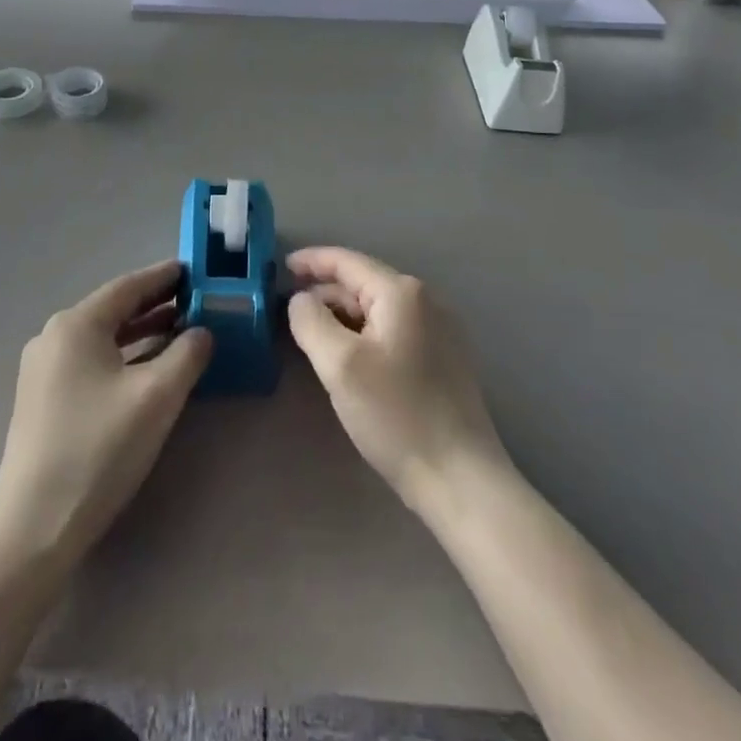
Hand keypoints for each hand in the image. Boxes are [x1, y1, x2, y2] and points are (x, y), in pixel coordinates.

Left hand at [0, 263, 210, 564]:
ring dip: (141, 332)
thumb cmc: (99, 449)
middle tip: (196, 299)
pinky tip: (147, 369)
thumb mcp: (157, 396)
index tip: (195, 270)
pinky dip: (123, 356)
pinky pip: (92, 361)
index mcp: (76, 324)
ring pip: (103, 338)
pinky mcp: (44, 400)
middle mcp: (54, 337)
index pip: (128, 286)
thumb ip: (187, 354)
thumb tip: (202, 331)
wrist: (34, 527)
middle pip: (114, 309)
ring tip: (180, 330)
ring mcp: (44, 370)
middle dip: (156, 304)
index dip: (164, 277)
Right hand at [287, 247, 511, 521]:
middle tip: (289, 312)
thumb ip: (311, 321)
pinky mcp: (445, 357)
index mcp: (402, 292)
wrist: (461, 479)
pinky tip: (349, 355)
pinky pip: (393, 329)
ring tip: (313, 334)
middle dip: (325, 292)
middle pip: (363, 282)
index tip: (279, 268)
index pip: (346, 261)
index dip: (310, 261)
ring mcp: (440, 329)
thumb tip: (301, 299)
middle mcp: (426, 300)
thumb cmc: (396, 415)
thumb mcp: (339, 365)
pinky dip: (365, 332)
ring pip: (377, 308)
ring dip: (343, 315)